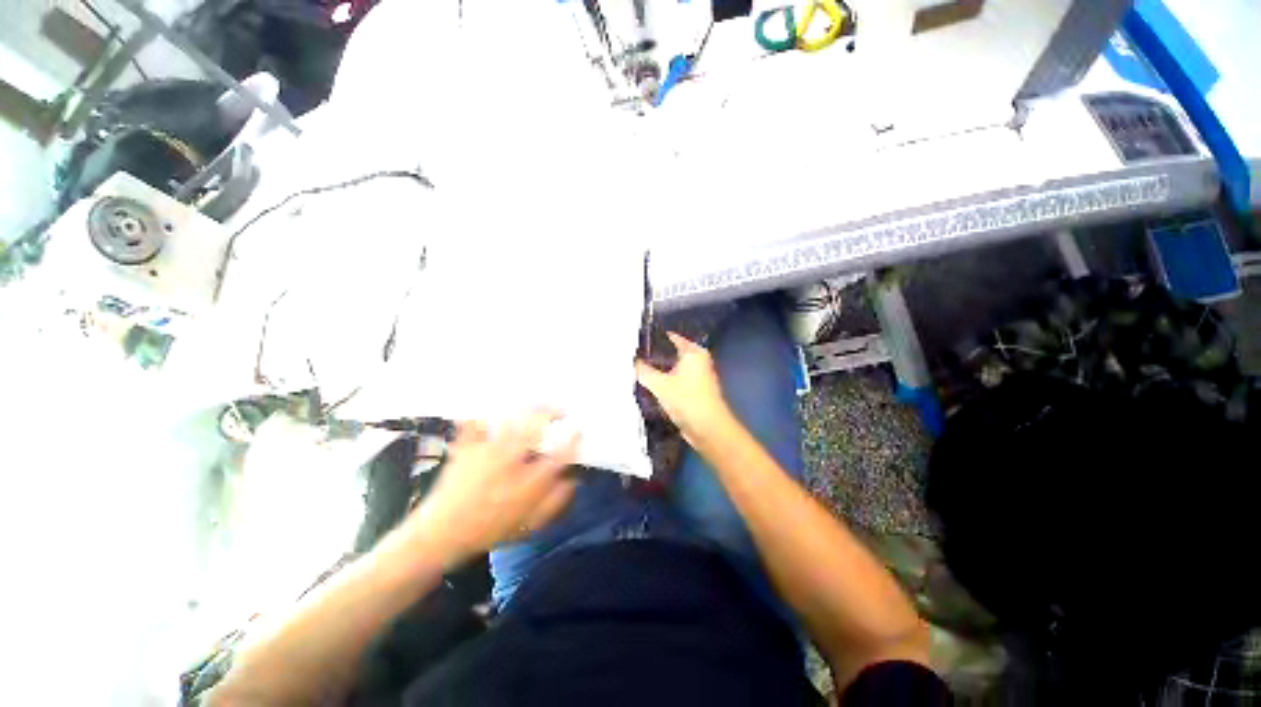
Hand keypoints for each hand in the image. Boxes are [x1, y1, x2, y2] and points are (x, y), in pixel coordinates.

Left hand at [401, 412, 578, 567]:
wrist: (440, 535)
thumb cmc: (489, 530)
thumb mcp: (528, 525)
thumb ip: (555, 502)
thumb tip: (573, 481)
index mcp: (527, 482)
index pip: (559, 454)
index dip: (572, 439)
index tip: (578, 431)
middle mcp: (510, 461)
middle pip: (535, 427)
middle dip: (552, 413)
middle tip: (561, 410)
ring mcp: (486, 451)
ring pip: (511, 421)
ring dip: (528, 410)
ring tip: (537, 406)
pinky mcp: (467, 447)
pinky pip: (477, 423)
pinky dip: (487, 415)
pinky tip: (494, 413)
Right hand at [636, 332, 732, 443]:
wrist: (708, 428)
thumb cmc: (686, 399)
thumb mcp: (660, 384)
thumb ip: (644, 371)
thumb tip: (632, 362)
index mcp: (693, 352)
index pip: (671, 338)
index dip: (653, 340)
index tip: (636, 343)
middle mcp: (698, 360)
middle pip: (671, 354)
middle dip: (653, 357)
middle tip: (632, 359)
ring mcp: (698, 376)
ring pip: (673, 369)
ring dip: (658, 372)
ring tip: (636, 371)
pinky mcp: (695, 391)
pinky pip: (676, 381)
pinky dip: (665, 383)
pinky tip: (649, 386)